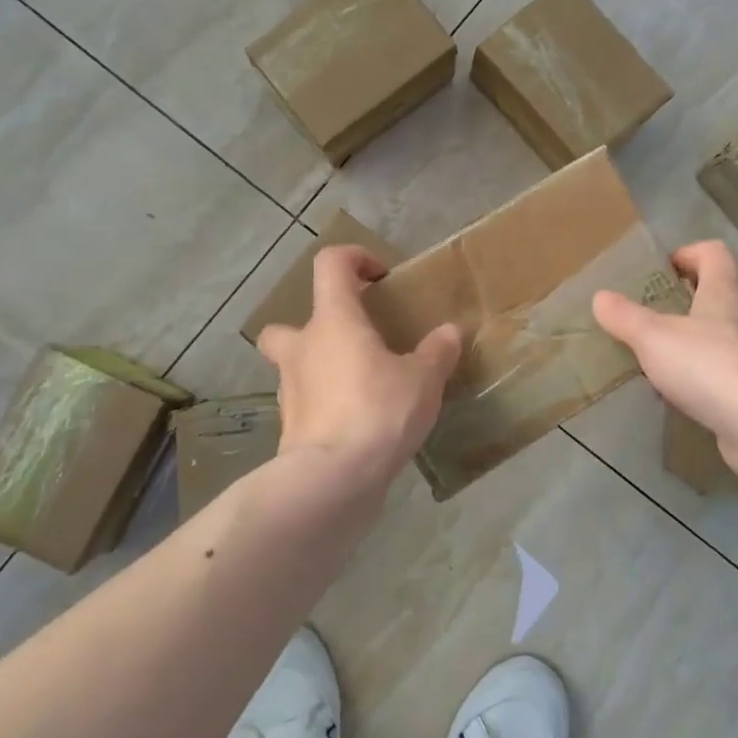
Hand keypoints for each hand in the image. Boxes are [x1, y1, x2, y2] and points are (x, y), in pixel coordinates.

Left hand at [257, 246, 462, 490]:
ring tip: (362, 388)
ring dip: (321, 370)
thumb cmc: (378, 411)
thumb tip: (449, 332)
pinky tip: (357, 423)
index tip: (380, 278)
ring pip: (295, 368)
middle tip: (353, 344)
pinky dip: (325, 407)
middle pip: (288, 324)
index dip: (354, 259)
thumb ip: (436, 352)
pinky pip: (306, 405)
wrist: (333, 479)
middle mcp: (302, 348)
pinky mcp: (290, 429)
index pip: (331, 264)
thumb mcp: (423, 379)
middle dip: (315, 329)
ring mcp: (289, 390)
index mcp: (333, 321)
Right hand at [593, 240, 737, 462]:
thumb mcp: (653, 339)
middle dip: (690, 296)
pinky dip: (708, 370)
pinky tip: (686, 389)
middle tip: (657, 311)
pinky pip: (730, 366)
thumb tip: (600, 296)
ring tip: (666, 353)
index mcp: (725, 291)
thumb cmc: (707, 366)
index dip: (689, 252)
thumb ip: (625, 317)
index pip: (714, 253)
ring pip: (726, 331)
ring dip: (699, 335)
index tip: (664, 269)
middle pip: (722, 290)